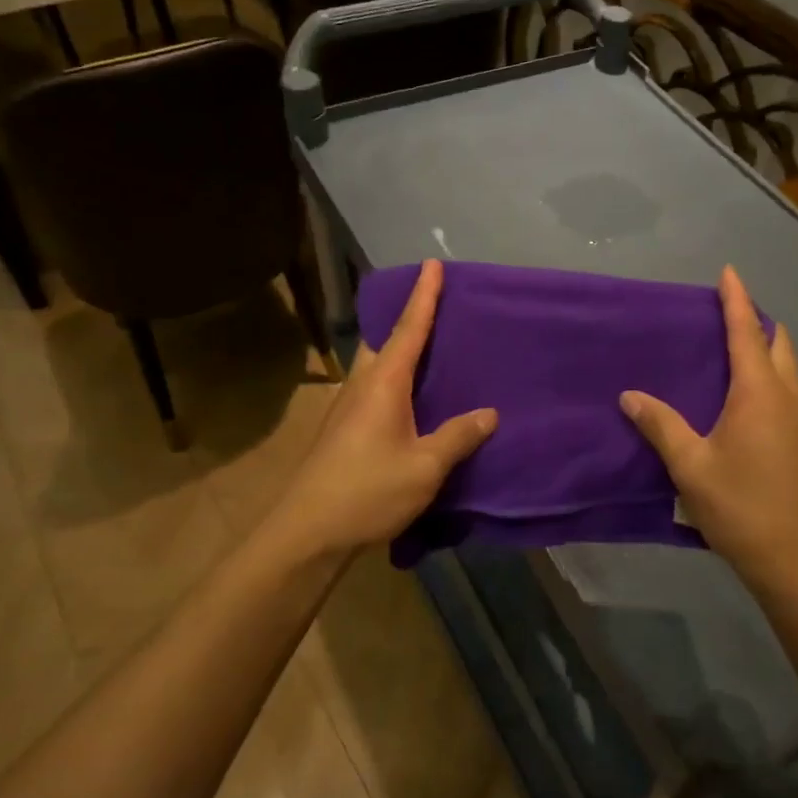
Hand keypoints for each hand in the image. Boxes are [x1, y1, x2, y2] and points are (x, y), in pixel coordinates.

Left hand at [264, 259, 496, 561]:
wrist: (308, 532)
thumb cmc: (368, 491)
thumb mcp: (424, 466)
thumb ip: (458, 436)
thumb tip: (489, 413)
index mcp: (384, 384)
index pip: (409, 329)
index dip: (424, 296)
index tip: (433, 264)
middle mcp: (362, 386)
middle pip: (387, 341)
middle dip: (409, 320)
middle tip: (439, 309)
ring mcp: (348, 408)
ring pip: (378, 366)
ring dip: (401, 351)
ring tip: (432, 351)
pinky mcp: (344, 429)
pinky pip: (375, 389)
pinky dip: (396, 379)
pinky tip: (413, 400)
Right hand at [620, 266, 797, 589]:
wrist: (791, 556)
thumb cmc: (738, 505)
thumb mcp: (689, 465)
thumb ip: (660, 425)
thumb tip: (630, 396)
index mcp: (759, 393)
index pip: (747, 332)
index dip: (736, 299)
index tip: (728, 272)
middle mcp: (788, 396)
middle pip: (778, 342)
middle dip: (755, 321)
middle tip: (723, 315)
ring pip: (788, 366)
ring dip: (765, 348)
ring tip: (731, 350)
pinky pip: (789, 388)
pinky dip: (770, 373)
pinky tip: (745, 396)